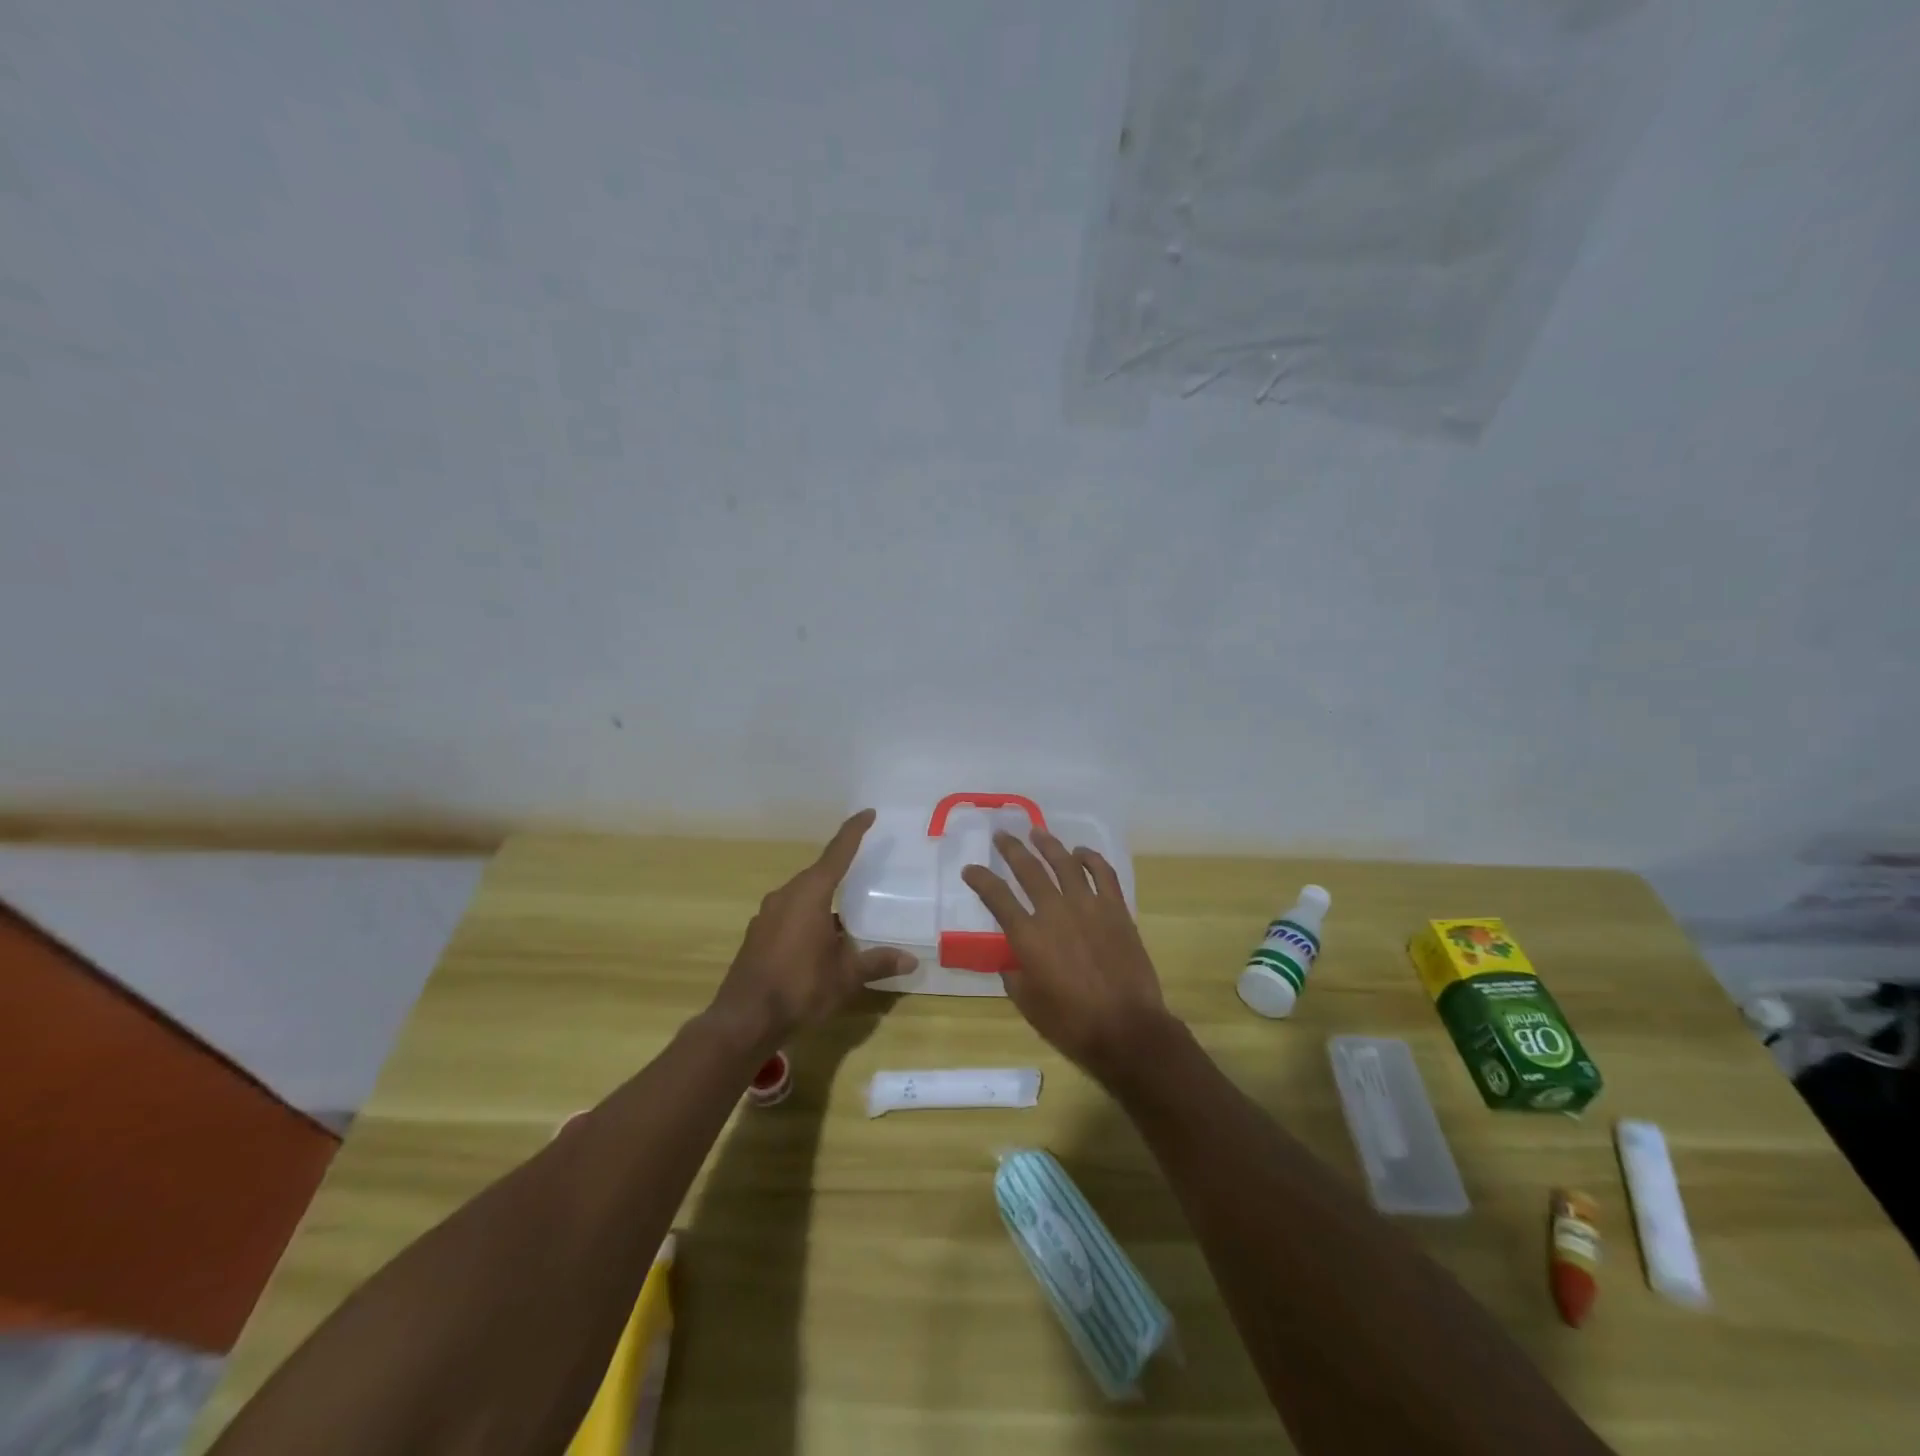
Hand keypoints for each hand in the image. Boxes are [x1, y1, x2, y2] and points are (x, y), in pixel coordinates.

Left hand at [705, 809, 915, 1055]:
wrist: (744, 1020)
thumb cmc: (800, 988)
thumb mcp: (846, 977)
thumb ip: (877, 963)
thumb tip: (911, 960)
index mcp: (810, 894)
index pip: (837, 853)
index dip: (854, 831)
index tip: (868, 813)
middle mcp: (786, 896)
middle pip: (818, 874)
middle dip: (841, 872)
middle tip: (865, 872)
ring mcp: (767, 915)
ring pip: (802, 896)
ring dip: (824, 900)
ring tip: (847, 915)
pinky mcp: (757, 935)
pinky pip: (789, 914)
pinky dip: (808, 918)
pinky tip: (820, 941)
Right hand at [962, 829, 1174, 1083]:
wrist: (1127, 1029)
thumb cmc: (1072, 1024)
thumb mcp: (1028, 1004)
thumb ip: (1014, 976)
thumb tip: (1012, 960)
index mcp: (1028, 936)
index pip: (996, 897)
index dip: (980, 879)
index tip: (970, 869)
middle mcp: (1054, 912)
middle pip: (1028, 869)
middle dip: (1011, 849)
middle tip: (1001, 835)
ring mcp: (1088, 906)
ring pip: (1064, 863)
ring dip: (1048, 844)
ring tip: (1037, 832)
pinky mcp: (1116, 909)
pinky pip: (1102, 873)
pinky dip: (1091, 858)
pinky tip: (1080, 852)